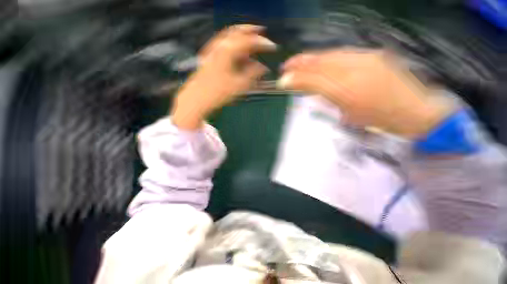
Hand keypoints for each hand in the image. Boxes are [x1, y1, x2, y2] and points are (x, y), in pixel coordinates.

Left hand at [171, 25, 275, 129]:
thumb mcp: (239, 84)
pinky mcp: (209, 56)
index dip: (262, 43)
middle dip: (250, 31)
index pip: (249, 41)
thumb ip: (253, 74)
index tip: (272, 47)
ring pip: (229, 38)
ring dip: (242, 39)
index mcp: (228, 51)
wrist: (197, 97)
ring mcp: (212, 50)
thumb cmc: (219, 92)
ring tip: (251, 46)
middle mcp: (219, 46)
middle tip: (261, 32)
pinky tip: (237, 55)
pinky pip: (223, 46)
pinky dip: (233, 47)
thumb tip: (263, 68)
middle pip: (237, 31)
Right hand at [279, 49, 454, 138]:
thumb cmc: (379, 120)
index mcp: (349, 91)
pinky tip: (319, 61)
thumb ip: (325, 99)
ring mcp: (366, 59)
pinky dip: (327, 57)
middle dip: (301, 64)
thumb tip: (305, 90)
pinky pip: (343, 54)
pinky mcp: (373, 55)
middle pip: (321, 63)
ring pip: (331, 56)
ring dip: (311, 59)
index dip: (297, 79)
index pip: (315, 80)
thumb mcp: (347, 114)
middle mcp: (357, 70)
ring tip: (298, 62)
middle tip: (286, 66)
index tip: (283, 81)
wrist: (415, 111)